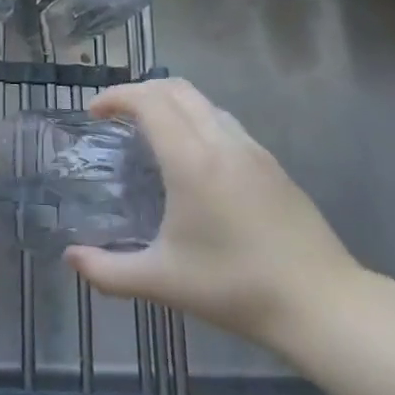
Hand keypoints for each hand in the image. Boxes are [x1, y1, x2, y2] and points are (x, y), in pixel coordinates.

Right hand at [64, 78, 361, 349]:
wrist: (323, 304)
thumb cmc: (235, 288)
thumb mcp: (161, 282)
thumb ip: (107, 271)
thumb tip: (70, 259)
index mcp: (192, 161)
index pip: (149, 101)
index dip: (116, 96)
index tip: (93, 112)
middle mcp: (222, 143)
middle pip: (177, 89)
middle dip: (140, 91)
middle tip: (115, 115)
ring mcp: (253, 151)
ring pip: (205, 102)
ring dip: (171, 103)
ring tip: (149, 132)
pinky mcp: (273, 165)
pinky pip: (225, 122)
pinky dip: (196, 120)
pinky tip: (192, 158)